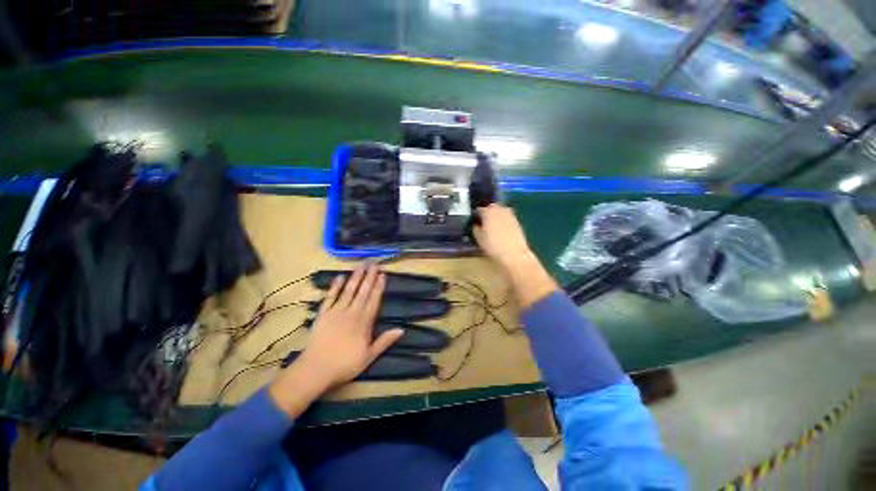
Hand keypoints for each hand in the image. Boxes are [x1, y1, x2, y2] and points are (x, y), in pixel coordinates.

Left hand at [301, 264, 402, 386]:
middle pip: (362, 291)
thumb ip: (385, 341)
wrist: (315, 370)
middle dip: (369, 276)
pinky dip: (335, 287)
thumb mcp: (369, 356)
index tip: (382, 274)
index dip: (378, 286)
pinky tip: (340, 277)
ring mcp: (336, 311)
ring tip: (361, 264)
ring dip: (355, 276)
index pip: (374, 300)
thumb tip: (402, 329)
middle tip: (374, 263)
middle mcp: (352, 312)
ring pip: (348, 290)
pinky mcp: (323, 314)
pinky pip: (330, 297)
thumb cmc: (345, 364)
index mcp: (364, 322)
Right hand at [473, 204, 533, 268]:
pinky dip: (503, 219)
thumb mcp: (479, 239)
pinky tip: (502, 227)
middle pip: (492, 207)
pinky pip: (507, 216)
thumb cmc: (493, 246)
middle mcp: (499, 210)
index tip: (475, 220)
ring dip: (496, 214)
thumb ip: (476, 229)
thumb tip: (476, 225)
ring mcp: (509, 215)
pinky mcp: (517, 221)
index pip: (480, 209)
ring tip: (493, 223)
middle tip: (484, 220)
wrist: (513, 254)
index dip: (476, 214)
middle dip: (487, 211)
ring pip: (501, 210)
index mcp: (488, 213)